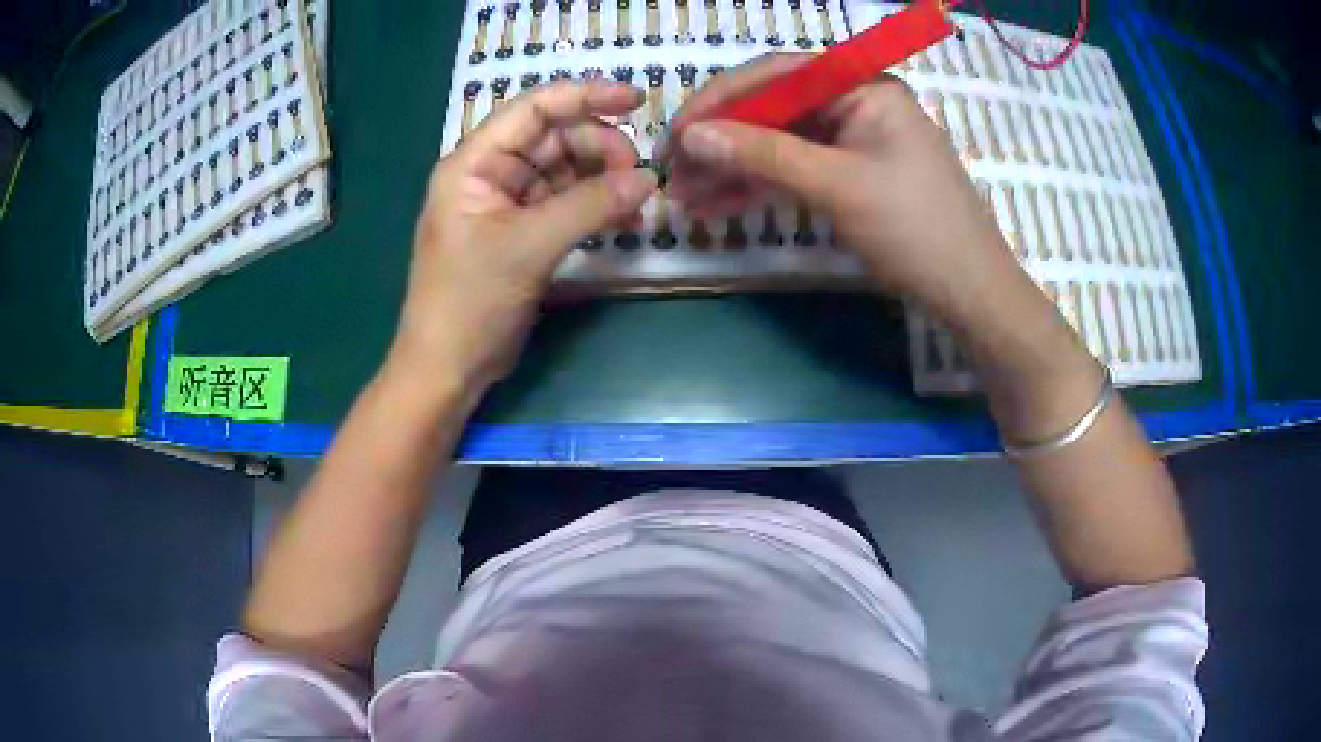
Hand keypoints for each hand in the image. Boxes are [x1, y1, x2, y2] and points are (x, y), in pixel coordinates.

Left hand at [390, 81, 657, 396]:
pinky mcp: (523, 232)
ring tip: (638, 201)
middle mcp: (490, 173)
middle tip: (639, 176)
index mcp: (474, 162)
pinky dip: (595, 207)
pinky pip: (566, 204)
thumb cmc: (470, 301)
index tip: (637, 101)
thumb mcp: (529, 246)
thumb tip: (649, 179)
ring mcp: (508, 204)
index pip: (534, 109)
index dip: (585, 96)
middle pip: (555, 138)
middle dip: (600, 149)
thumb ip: (590, 205)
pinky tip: (624, 218)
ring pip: (566, 171)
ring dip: (603, 180)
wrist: (448, 367)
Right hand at [666, 54, 1033, 332]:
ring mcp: (853, 138)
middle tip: (674, 174)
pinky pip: (796, 169)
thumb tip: (691, 135)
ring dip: (733, 168)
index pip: (775, 74)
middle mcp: (856, 101)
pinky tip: (719, 205)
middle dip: (722, 141)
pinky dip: (760, 186)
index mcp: (862, 85)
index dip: (719, 100)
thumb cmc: (917, 230)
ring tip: (686, 199)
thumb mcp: (837, 186)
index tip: (675, 134)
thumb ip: (762, 154)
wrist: (970, 293)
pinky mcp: (851, 173)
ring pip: (779, 142)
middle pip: (773, 108)